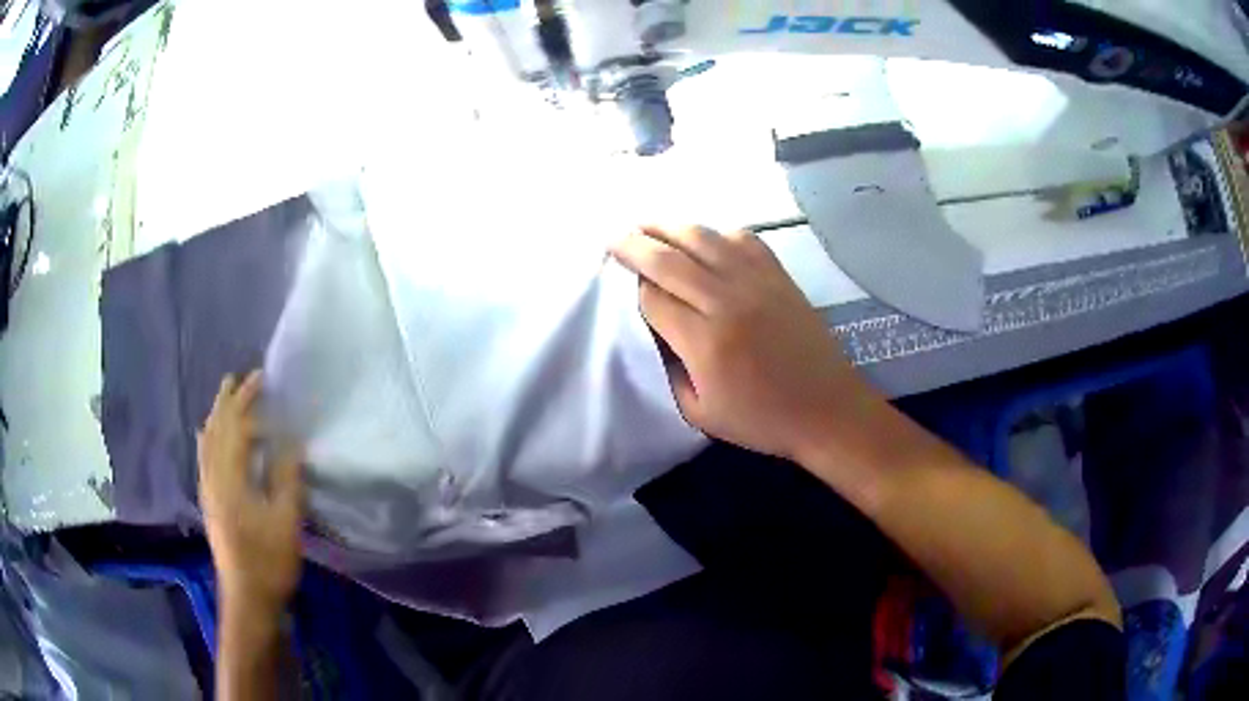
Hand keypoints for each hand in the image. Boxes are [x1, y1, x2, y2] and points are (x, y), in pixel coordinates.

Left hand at [198, 371, 304, 612]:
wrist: (247, 599)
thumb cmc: (269, 561)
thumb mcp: (286, 521)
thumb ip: (286, 479)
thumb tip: (292, 443)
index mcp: (230, 479)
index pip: (235, 427)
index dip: (247, 400)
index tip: (261, 377)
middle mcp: (213, 478)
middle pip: (216, 429)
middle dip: (227, 401)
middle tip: (238, 378)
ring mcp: (208, 491)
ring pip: (207, 442)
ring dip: (216, 416)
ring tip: (224, 399)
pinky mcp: (210, 503)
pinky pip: (204, 457)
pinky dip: (209, 438)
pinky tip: (209, 438)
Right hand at [610, 225, 882, 461]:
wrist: (827, 408)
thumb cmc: (762, 419)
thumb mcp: (700, 414)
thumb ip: (670, 372)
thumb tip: (656, 333)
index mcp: (705, 342)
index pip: (654, 298)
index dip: (634, 288)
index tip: (624, 284)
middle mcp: (727, 301)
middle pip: (670, 259)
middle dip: (635, 245)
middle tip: (614, 237)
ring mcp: (756, 282)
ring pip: (703, 238)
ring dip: (669, 227)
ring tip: (648, 226)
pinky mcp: (779, 275)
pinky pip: (743, 238)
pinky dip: (716, 232)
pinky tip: (703, 236)